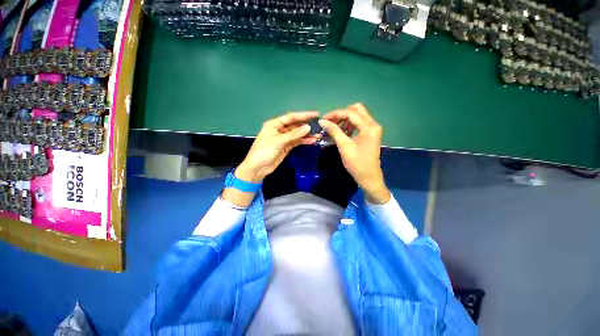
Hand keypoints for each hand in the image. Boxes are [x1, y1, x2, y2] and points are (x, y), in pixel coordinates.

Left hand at [236, 111, 318, 183]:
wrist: (258, 168)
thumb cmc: (264, 151)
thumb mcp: (278, 141)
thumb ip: (294, 134)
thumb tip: (308, 127)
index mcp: (274, 124)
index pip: (291, 117)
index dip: (303, 115)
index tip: (316, 114)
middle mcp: (280, 130)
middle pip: (295, 125)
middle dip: (307, 125)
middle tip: (320, 125)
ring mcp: (284, 139)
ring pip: (297, 134)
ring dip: (307, 134)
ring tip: (319, 134)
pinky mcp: (287, 147)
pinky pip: (297, 142)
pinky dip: (304, 141)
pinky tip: (312, 141)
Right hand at [319, 104, 390, 203]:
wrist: (369, 177)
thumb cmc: (357, 164)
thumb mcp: (344, 146)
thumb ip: (334, 131)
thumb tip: (322, 121)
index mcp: (369, 127)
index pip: (350, 113)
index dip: (335, 114)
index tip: (323, 119)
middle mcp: (373, 124)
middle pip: (356, 110)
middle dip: (341, 114)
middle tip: (330, 122)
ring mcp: (373, 129)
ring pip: (358, 116)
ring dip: (345, 120)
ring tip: (334, 128)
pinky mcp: (370, 134)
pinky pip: (359, 123)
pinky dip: (350, 125)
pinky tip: (342, 132)